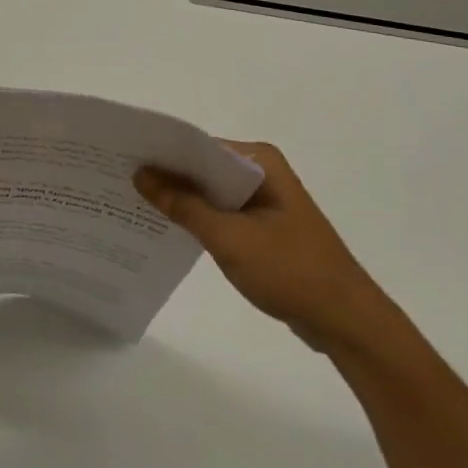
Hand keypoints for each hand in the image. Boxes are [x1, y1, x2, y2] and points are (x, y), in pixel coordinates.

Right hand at [135, 141, 396, 354]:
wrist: (346, 323)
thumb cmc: (291, 271)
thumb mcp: (229, 237)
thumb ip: (183, 204)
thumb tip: (141, 174)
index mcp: (259, 160)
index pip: (199, 145)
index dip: (162, 152)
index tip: (123, 158)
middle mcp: (261, 171)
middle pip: (203, 167)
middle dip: (167, 176)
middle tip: (120, 179)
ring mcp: (263, 199)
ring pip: (210, 192)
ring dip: (180, 199)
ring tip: (133, 202)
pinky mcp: (262, 226)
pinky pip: (221, 213)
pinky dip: (198, 219)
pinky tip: (167, 228)